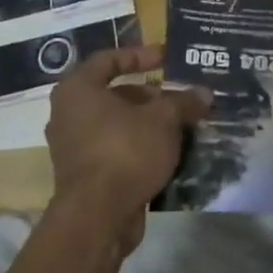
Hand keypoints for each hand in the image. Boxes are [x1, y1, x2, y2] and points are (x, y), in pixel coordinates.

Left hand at [45, 45, 208, 255]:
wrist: (97, 217)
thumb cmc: (125, 151)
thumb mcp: (163, 120)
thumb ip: (183, 102)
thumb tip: (204, 93)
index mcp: (78, 90)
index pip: (109, 60)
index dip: (140, 55)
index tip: (167, 58)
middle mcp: (68, 114)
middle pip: (115, 95)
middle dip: (151, 96)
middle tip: (180, 99)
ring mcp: (73, 147)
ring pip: (117, 125)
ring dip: (149, 124)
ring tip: (182, 126)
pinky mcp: (83, 176)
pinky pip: (115, 150)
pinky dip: (140, 147)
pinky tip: (169, 152)